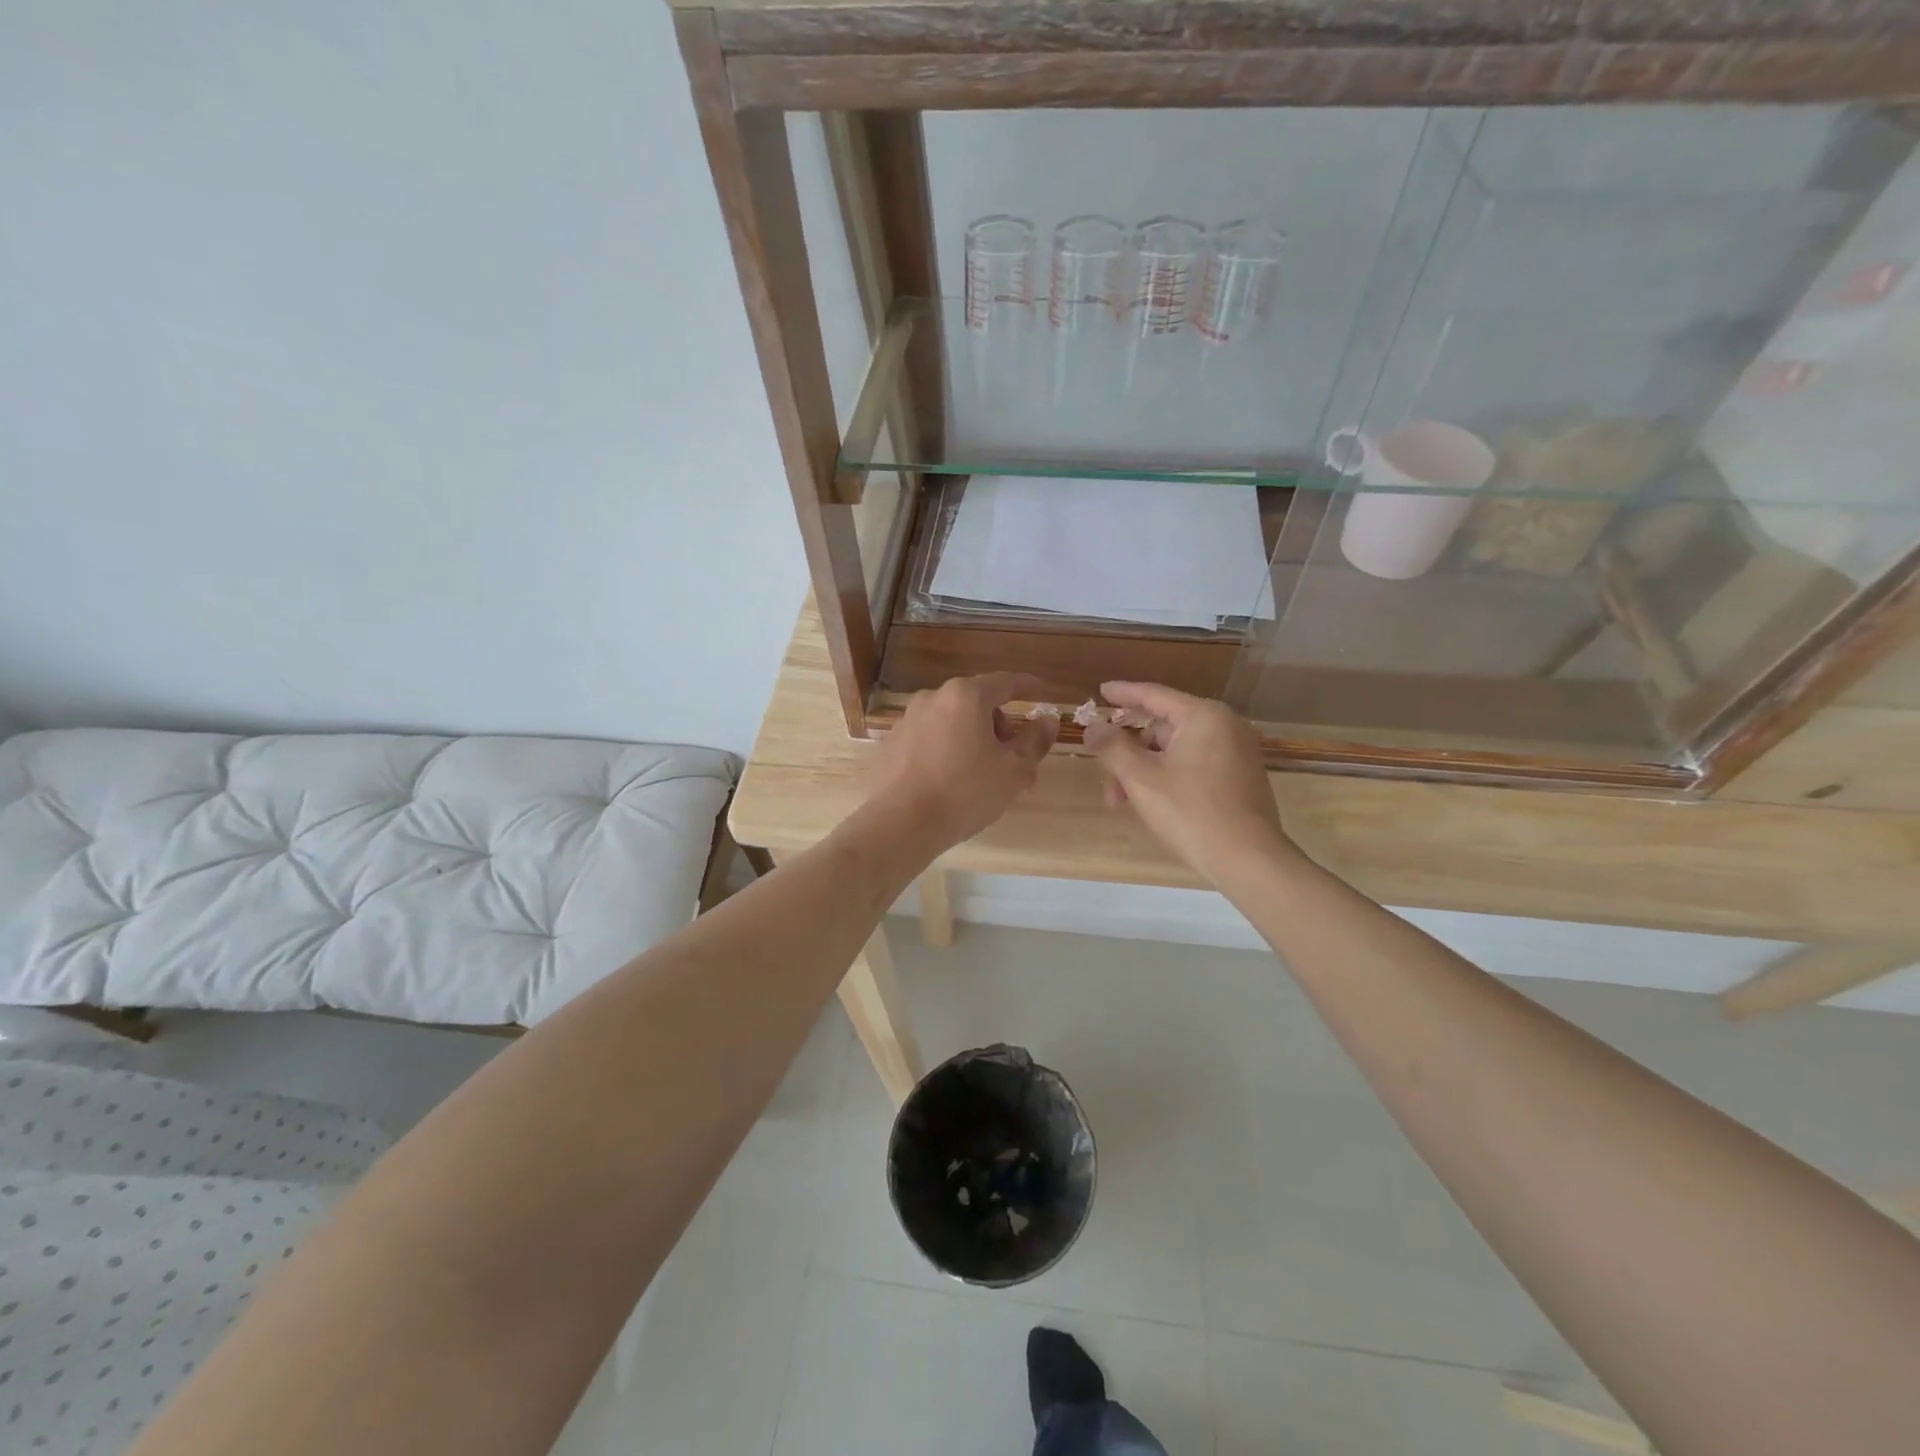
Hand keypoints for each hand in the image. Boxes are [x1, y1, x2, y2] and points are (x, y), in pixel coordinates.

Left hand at [865, 674, 1058, 853]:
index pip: (1007, 682)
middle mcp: (933, 698)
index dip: (1031, 687)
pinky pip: (931, 741)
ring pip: (955, 726)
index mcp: (966, 696)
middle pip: (979, 706)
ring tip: (988, 783)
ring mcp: (907, 721)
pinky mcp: (891, 745)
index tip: (1046, 694)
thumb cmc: (965, 792)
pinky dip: (949, 754)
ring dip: (977, 745)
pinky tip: (954, 785)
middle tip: (1019, 767)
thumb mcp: (1014, 770)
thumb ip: (1035, 741)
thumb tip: (1048, 720)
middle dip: (1003, 732)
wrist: (900, 824)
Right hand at [1083, 681, 1296, 885]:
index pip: (1154, 695)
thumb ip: (1112, 747)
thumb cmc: (1191, 812)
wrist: (1248, 860)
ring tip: (1124, 803)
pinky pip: (1195, 766)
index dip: (1123, 693)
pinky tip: (1152, 804)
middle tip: (1107, 778)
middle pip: (1164, 728)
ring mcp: (1237, 753)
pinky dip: (1169, 778)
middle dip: (1130, 752)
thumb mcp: (1141, 779)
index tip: (1101, 691)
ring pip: (1177, 752)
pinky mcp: (1241, 778)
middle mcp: (1225, 727)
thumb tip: (1092, 726)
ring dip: (1146, 771)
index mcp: (1204, 717)